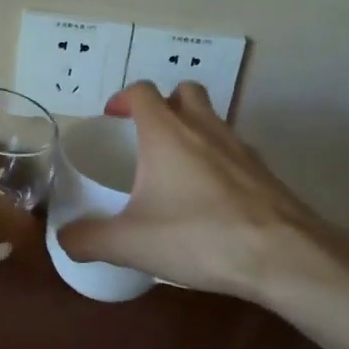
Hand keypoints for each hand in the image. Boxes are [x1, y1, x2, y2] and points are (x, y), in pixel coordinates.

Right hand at [56, 81, 348, 303]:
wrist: (284, 257)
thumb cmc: (199, 237)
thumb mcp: (131, 243)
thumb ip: (89, 239)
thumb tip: (63, 240)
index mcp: (167, 133)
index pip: (143, 91)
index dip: (124, 99)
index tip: (112, 119)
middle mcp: (205, 128)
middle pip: (185, 93)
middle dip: (164, 106)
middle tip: (147, 137)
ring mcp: (241, 148)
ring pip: (214, 120)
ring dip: (194, 131)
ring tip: (177, 170)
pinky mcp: (265, 172)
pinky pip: (235, 152)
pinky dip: (219, 161)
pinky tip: (211, 199)